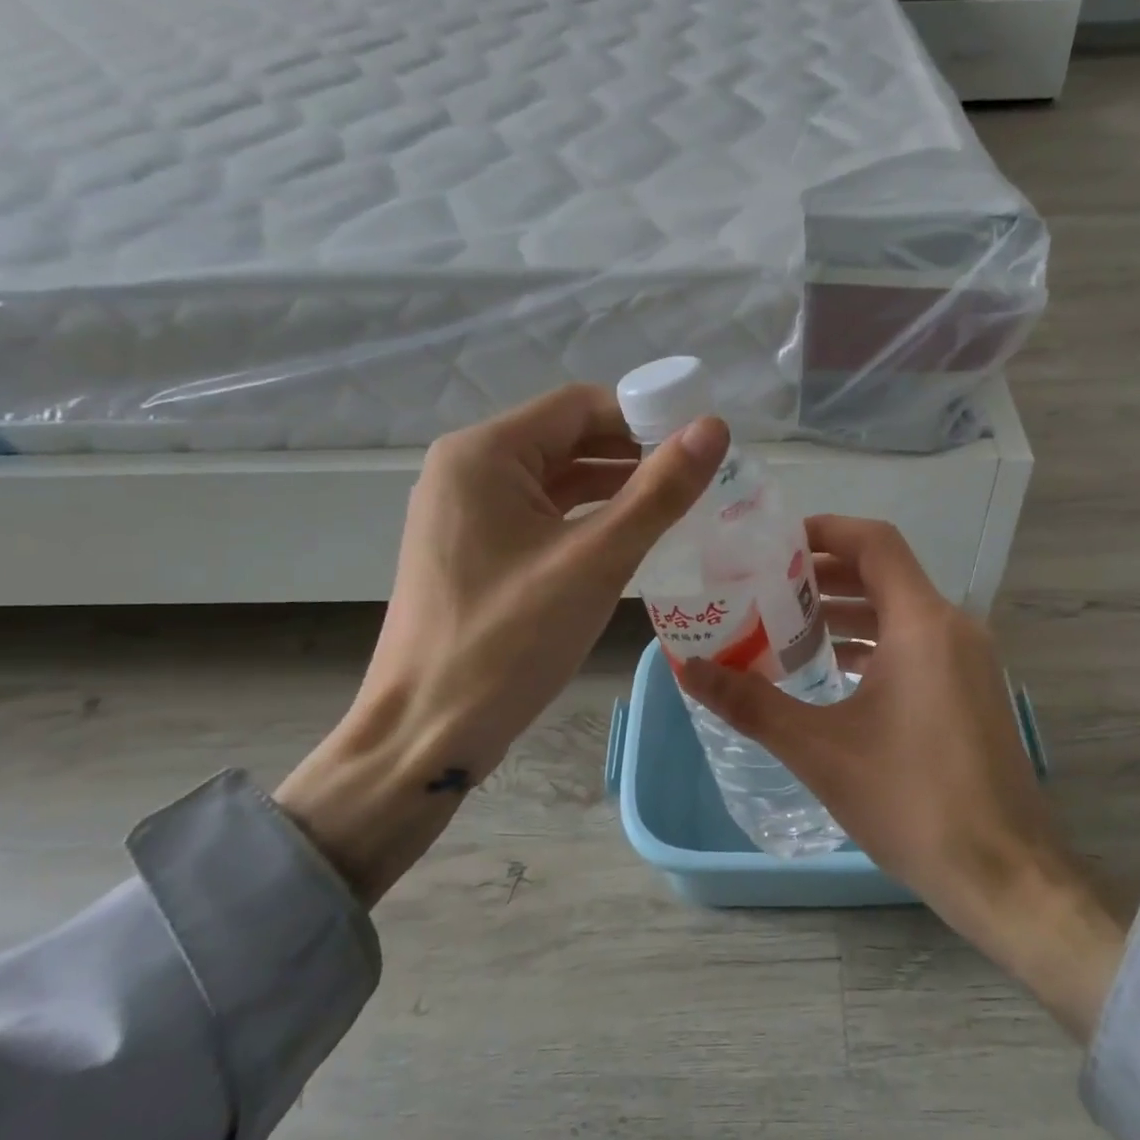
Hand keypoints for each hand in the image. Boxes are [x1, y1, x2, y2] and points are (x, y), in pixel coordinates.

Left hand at [277, 386, 728, 904]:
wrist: (425, 734)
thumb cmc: (508, 642)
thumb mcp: (596, 561)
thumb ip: (659, 491)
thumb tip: (715, 427)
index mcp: (485, 453)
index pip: (581, 405)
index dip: (646, 416)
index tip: (700, 446)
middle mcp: (467, 467)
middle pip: (567, 437)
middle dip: (633, 452)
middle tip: (697, 479)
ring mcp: (465, 509)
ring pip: (556, 477)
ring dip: (614, 485)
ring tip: (676, 506)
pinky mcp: (473, 547)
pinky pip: (540, 512)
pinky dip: (586, 516)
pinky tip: (629, 536)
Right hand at [676, 517, 1129, 1042]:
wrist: (1005, 875)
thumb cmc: (912, 802)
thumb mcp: (819, 750)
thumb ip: (750, 703)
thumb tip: (688, 670)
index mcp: (923, 623)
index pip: (874, 542)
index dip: (824, 530)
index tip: (774, 544)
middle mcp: (953, 627)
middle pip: (884, 573)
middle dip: (824, 575)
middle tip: (765, 587)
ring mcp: (968, 659)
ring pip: (900, 611)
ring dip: (847, 612)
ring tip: (787, 627)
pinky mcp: (971, 690)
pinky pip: (917, 643)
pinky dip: (874, 643)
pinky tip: (832, 671)